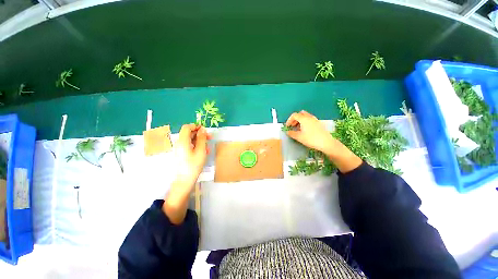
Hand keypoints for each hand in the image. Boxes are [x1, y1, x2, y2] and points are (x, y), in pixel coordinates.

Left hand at [172, 124, 210, 193]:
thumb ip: (202, 139)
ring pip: (189, 140)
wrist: (184, 181)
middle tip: (209, 137)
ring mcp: (179, 149)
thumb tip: (203, 129)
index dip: (196, 126)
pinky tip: (203, 151)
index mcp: (182, 141)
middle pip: (188, 133)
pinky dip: (196, 146)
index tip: (205, 129)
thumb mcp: (201, 151)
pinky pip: (188, 146)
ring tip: (208, 146)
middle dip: (199, 134)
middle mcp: (179, 143)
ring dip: (199, 140)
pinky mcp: (181, 154)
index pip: (187, 127)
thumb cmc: (193, 166)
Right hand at [285, 110, 335, 154]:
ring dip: (300, 120)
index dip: (289, 120)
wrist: (326, 143)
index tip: (287, 126)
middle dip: (295, 119)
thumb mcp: (299, 137)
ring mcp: (315, 120)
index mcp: (304, 119)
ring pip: (305, 116)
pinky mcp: (318, 123)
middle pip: (300, 114)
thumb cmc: (311, 139)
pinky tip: (305, 130)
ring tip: (298, 129)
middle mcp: (309, 117)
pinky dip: (305, 122)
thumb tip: (287, 132)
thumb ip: (291, 133)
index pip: (294, 115)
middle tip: (293, 126)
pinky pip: (310, 119)